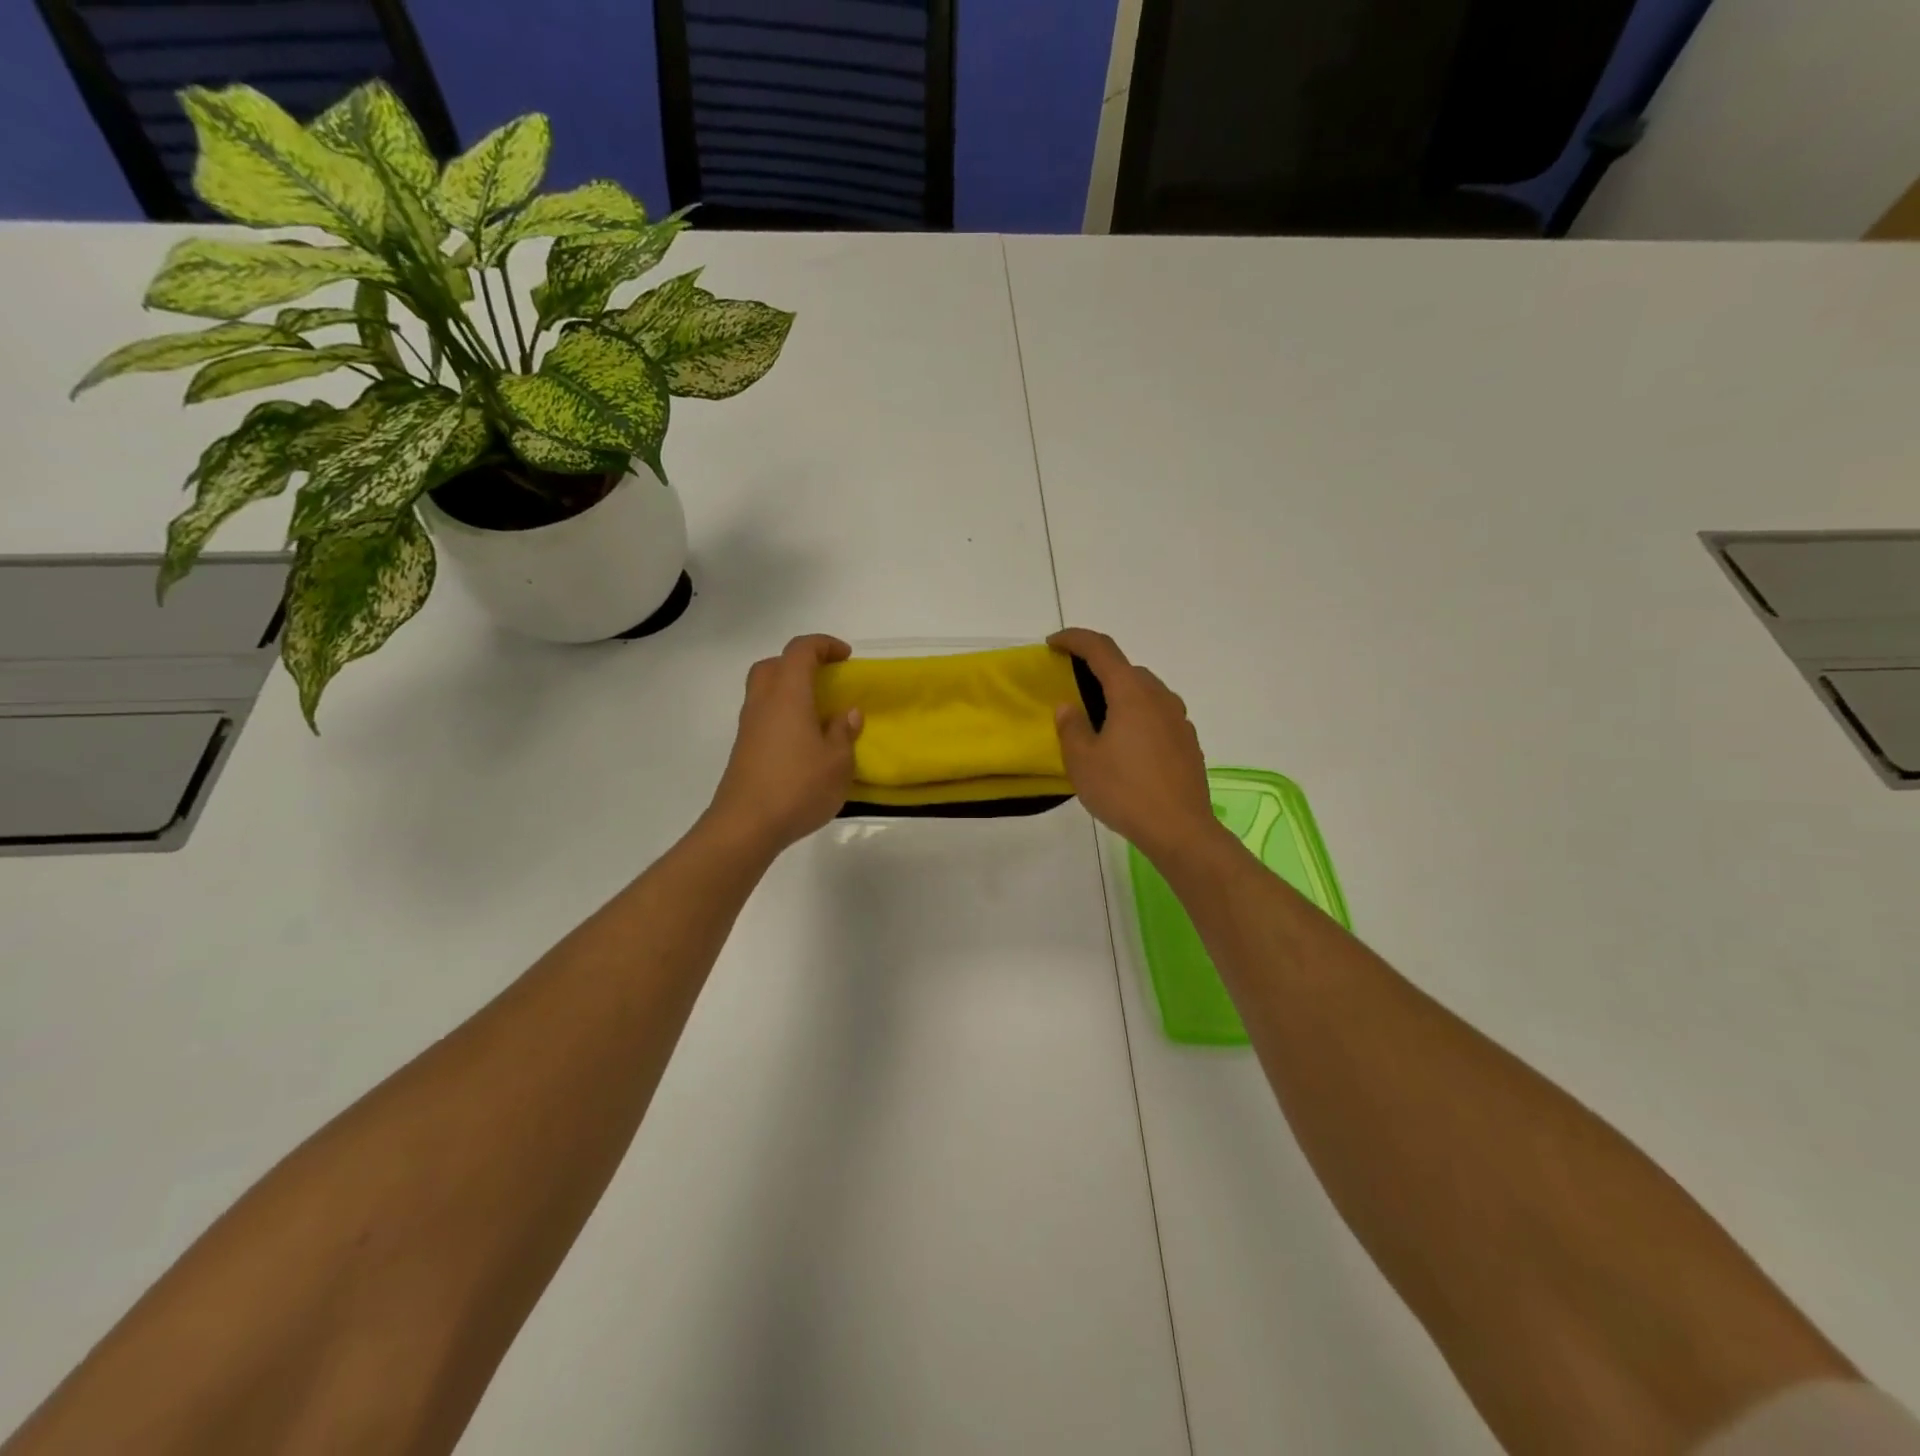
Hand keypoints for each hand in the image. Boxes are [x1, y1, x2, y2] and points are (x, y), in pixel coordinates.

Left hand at [704, 634, 861, 856]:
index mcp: (788, 695)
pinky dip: (782, 715)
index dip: (824, 645)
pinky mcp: (744, 749)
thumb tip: (848, 713)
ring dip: (789, 690)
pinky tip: (803, 741)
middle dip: (800, 663)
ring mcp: (748, 726)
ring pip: (764, 690)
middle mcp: (763, 702)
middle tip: (825, 679)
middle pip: (774, 665)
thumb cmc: (798, 787)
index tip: (846, 657)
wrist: (746, 826)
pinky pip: (763, 716)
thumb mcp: (838, 762)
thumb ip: (844, 732)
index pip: (800, 651)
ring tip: (818, 713)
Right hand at [1050, 628, 1222, 866]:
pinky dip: (1138, 717)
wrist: (1180, 830)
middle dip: (1098, 669)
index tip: (1053, 643)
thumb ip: (1071, 727)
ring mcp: (1179, 720)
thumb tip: (1069, 706)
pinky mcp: (1188, 742)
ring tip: (1100, 719)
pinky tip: (1128, 746)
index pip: (1101, 649)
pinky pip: (1158, 716)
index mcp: (1131, 694)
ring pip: (1146, 693)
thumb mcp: (1082, 761)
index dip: (1075, 639)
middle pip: (1126, 670)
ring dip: (1121, 694)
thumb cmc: (1124, 791)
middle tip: (1074, 687)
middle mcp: (1160, 697)